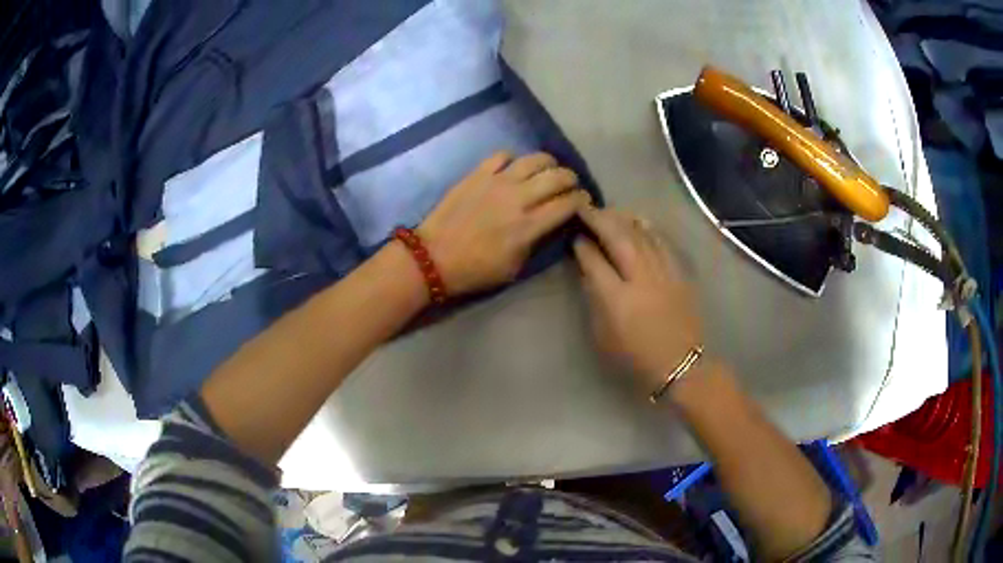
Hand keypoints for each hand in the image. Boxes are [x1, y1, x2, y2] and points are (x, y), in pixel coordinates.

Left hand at [418, 151, 590, 294]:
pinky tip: (513, 168)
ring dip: (548, 163)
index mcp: (529, 225)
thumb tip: (550, 224)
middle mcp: (518, 197)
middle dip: (571, 179)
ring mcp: (497, 181)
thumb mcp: (514, 267)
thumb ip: (536, 242)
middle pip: (557, 176)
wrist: (433, 257)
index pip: (568, 204)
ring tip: (549, 169)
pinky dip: (513, 159)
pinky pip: (502, 155)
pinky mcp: (478, 173)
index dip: (581, 201)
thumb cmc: (475, 270)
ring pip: (534, 159)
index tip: (583, 202)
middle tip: (570, 184)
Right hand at [573, 207, 702, 391]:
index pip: (594, 260)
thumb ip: (595, 301)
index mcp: (616, 299)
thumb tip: (590, 273)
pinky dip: (648, 228)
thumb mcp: (603, 336)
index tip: (574, 236)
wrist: (680, 364)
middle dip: (600, 220)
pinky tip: (639, 220)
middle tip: (586, 209)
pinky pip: (662, 243)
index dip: (582, 245)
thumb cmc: (636, 357)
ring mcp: (662, 273)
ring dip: (622, 219)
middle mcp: (639, 279)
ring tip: (609, 211)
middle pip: (618, 238)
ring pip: (641, 235)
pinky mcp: (678, 273)